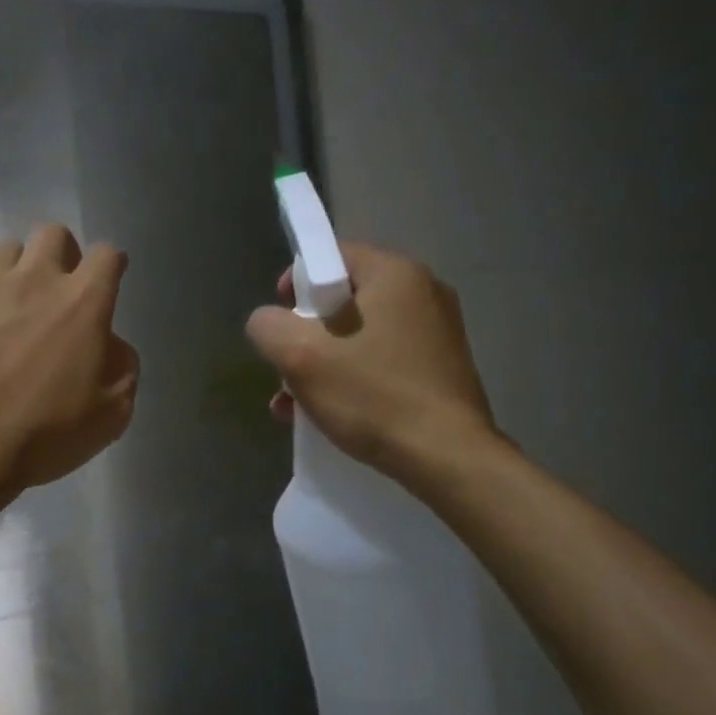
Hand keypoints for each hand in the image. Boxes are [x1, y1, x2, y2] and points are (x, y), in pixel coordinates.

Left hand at [0, 224, 139, 495]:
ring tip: (7, 309)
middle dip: (61, 254)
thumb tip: (110, 345)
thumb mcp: (110, 415)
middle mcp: (33, 280)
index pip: (107, 255)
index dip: (110, 266)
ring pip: (3, 249)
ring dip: (14, 272)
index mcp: (82, 304)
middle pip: (52, 234)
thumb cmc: (42, 434)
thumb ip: (122, 368)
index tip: (106, 285)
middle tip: (56, 293)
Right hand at [244, 242, 500, 476]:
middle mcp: (423, 292)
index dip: (296, 284)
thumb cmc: (373, 396)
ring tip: (296, 403)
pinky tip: (328, 414)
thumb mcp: (300, 356)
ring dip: (323, 363)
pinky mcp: (440, 367)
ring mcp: (437, 332)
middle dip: (306, 334)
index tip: (281, 321)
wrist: (448, 458)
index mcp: (395, 274)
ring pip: (360, 335)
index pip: (332, 256)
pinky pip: (382, 360)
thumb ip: (269, 327)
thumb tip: (267, 322)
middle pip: (343, 300)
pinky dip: (352, 378)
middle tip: (288, 369)